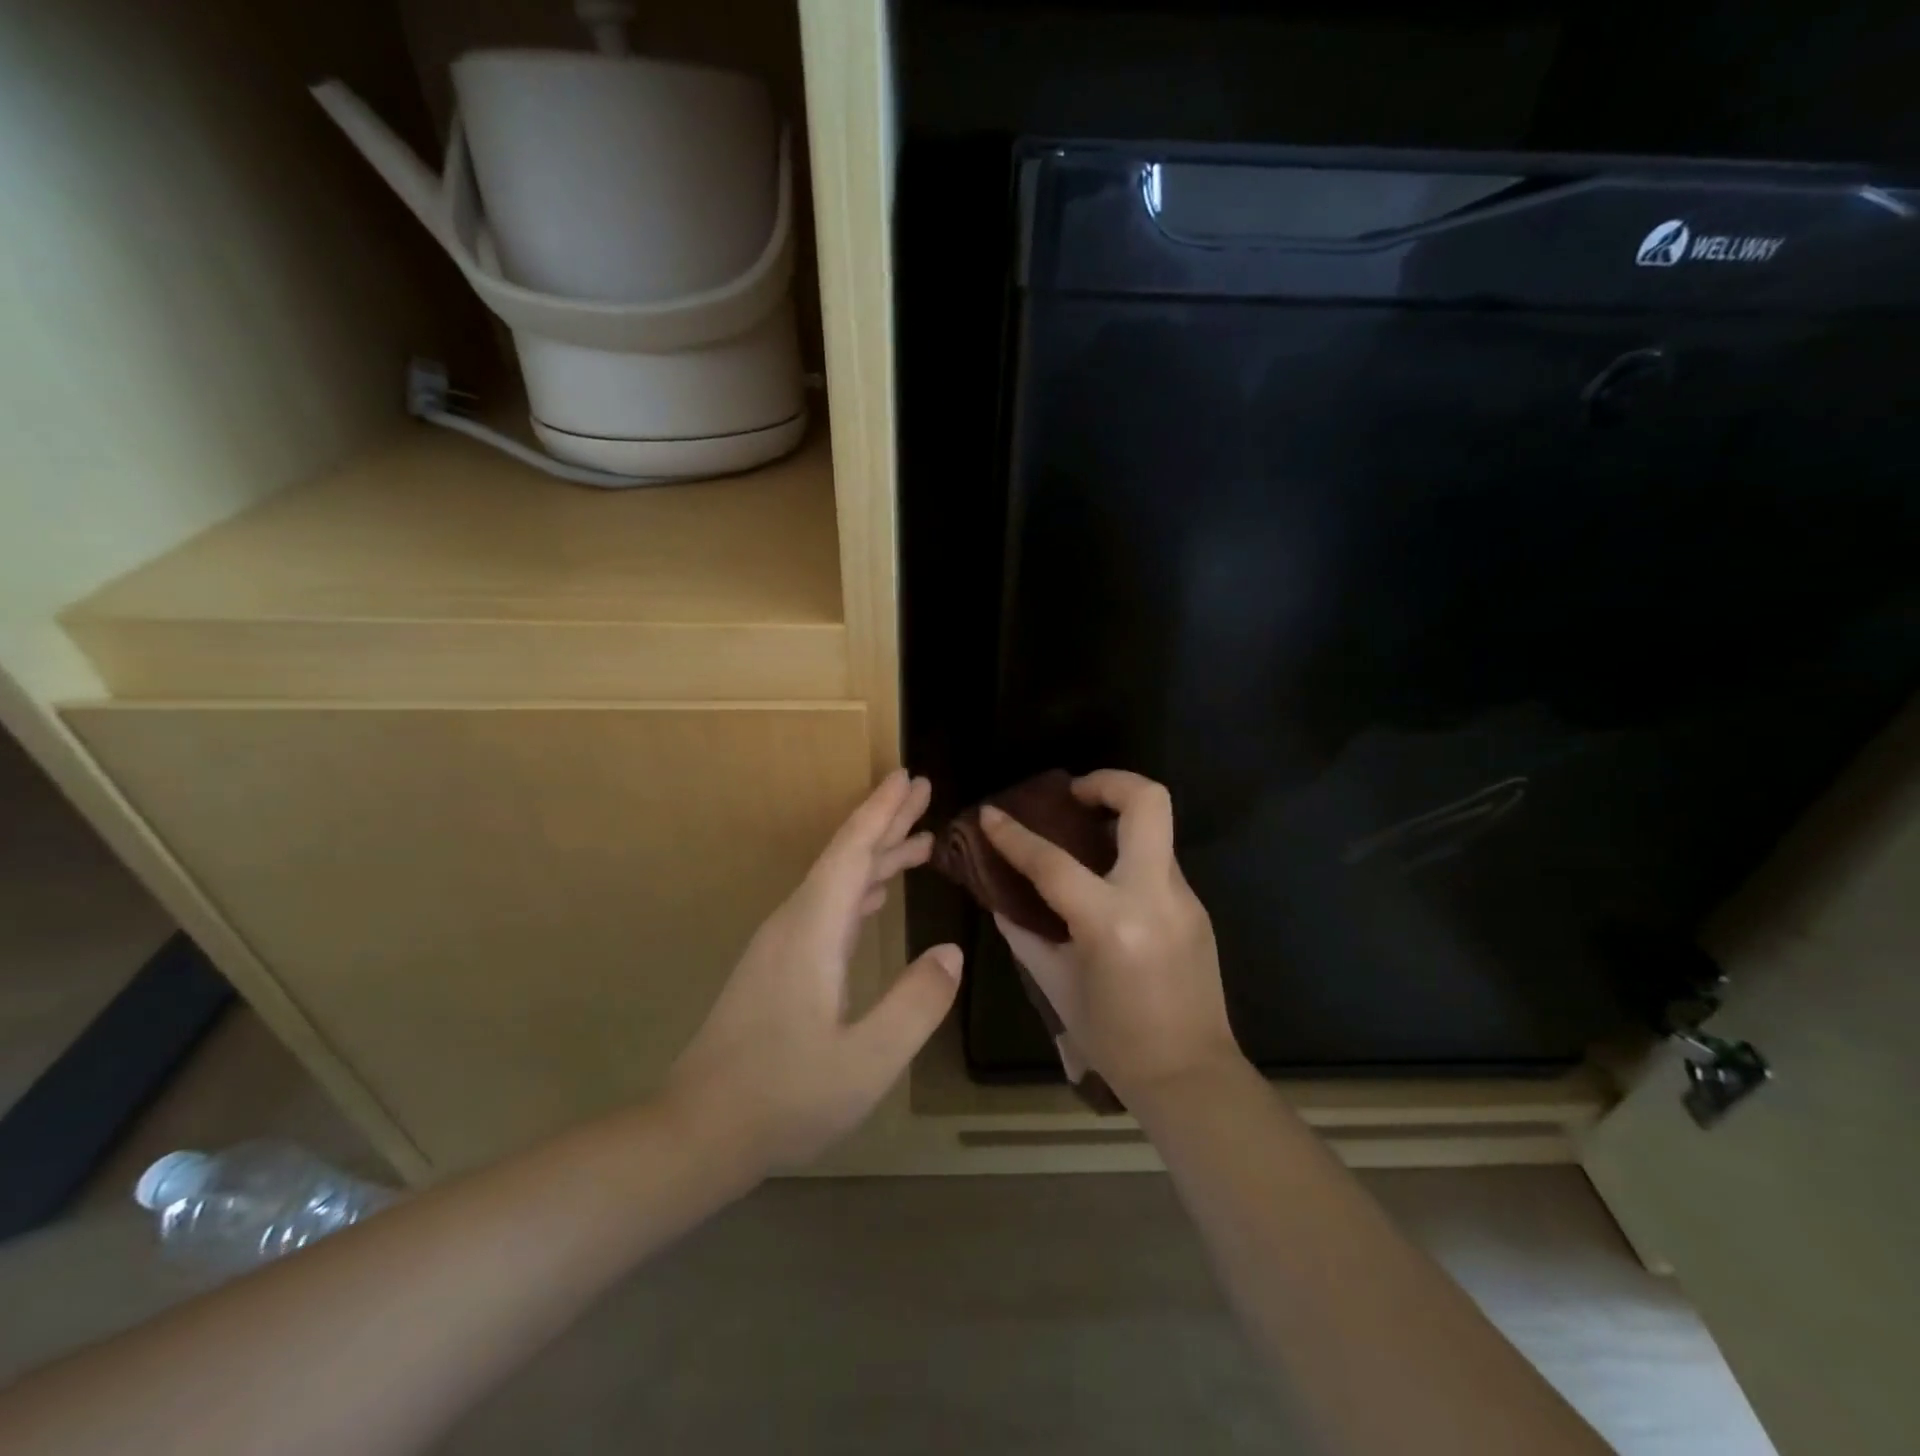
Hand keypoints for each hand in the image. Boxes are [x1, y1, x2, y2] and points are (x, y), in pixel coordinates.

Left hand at [666, 770, 962, 1173]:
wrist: (697, 1132)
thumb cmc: (783, 1097)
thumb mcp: (866, 1060)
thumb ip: (915, 1003)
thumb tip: (952, 952)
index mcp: (813, 929)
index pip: (852, 852)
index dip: (882, 811)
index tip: (908, 777)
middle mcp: (795, 923)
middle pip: (845, 857)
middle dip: (885, 821)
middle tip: (923, 790)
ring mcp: (783, 945)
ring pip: (837, 883)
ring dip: (877, 856)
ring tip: (919, 841)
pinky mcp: (779, 967)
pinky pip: (828, 908)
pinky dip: (860, 889)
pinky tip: (877, 896)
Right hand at [980, 770, 1239, 1102]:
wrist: (1191, 1078)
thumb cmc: (1114, 1040)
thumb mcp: (1057, 986)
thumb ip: (1025, 936)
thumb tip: (1001, 902)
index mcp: (1110, 922)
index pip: (1053, 861)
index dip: (1014, 835)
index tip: (992, 813)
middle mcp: (1153, 896)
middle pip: (1147, 802)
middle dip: (1109, 781)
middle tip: (1074, 796)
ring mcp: (1184, 899)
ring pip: (1157, 829)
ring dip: (1120, 819)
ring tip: (1085, 837)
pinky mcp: (1197, 908)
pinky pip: (1159, 864)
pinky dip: (1130, 858)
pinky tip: (1108, 885)